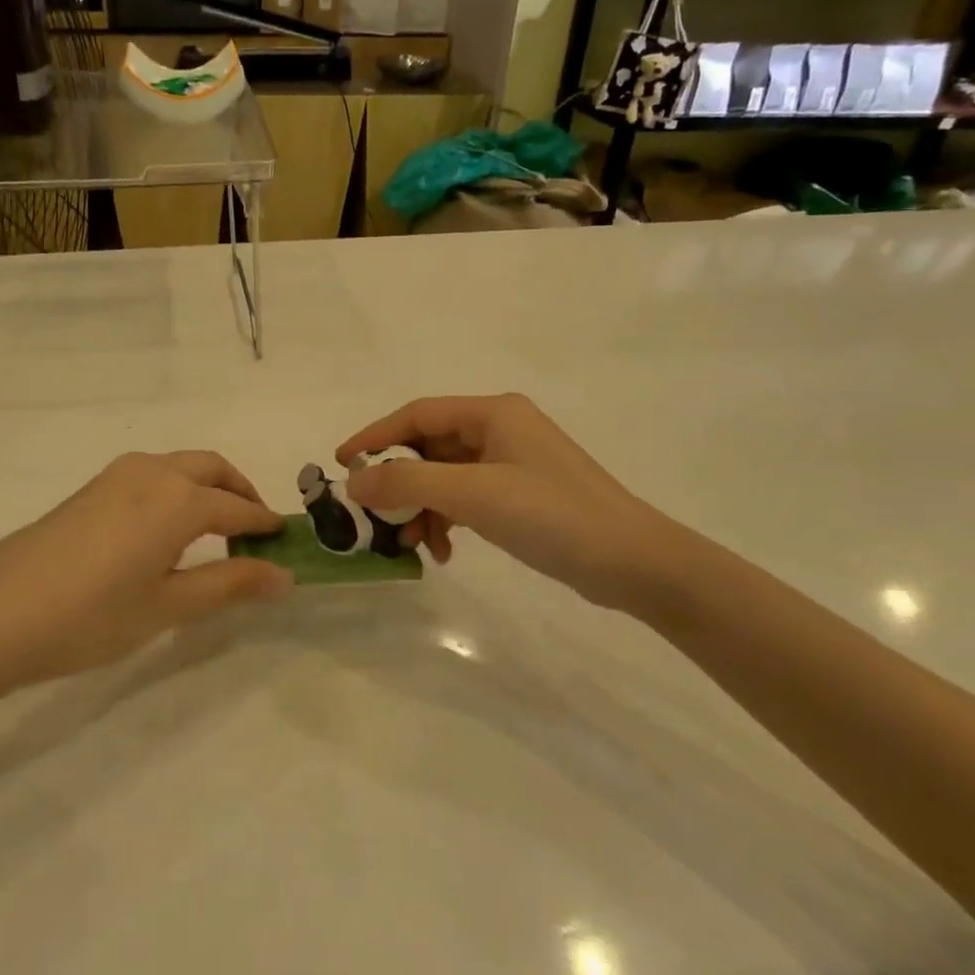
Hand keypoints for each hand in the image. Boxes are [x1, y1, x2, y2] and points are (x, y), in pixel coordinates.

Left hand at [0, 452, 292, 694]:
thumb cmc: (90, 617)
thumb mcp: (168, 607)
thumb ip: (230, 584)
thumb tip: (284, 575)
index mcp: (178, 499)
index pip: (237, 508)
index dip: (264, 525)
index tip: (284, 542)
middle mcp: (152, 472)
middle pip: (212, 468)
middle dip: (240, 493)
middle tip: (254, 532)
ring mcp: (117, 475)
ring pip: (180, 466)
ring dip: (207, 488)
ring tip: (214, 534)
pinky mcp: (92, 487)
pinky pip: (152, 475)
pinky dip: (177, 490)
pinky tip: (166, 532)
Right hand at [339, 394, 694, 613]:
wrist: (632, 562)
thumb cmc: (552, 514)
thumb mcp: (473, 495)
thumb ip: (409, 483)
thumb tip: (355, 481)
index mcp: (492, 412)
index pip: (417, 414)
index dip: (376, 437)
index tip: (342, 463)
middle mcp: (500, 428)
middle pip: (430, 447)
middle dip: (401, 483)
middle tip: (374, 516)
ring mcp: (512, 462)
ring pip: (446, 477)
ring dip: (423, 507)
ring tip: (413, 544)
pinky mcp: (521, 494)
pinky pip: (467, 498)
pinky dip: (449, 520)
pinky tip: (445, 551)